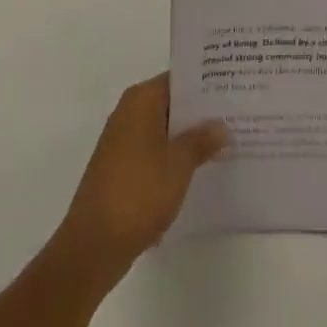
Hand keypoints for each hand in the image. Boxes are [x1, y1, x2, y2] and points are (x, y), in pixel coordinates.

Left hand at [50, 73, 226, 287]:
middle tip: (234, 118)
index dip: (206, 84)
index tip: (232, 89)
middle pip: (171, 104)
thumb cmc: (138, 193)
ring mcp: (122, 142)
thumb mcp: (179, 165)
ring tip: (223, 146)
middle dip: (200, 115)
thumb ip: (202, 140)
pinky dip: (172, 160)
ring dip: (187, 140)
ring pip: (163, 131)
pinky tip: (197, 174)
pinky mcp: (119, 169)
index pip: (179, 79)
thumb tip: (221, 125)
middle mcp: (129, 112)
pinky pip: (153, 153)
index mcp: (141, 100)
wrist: (92, 247)